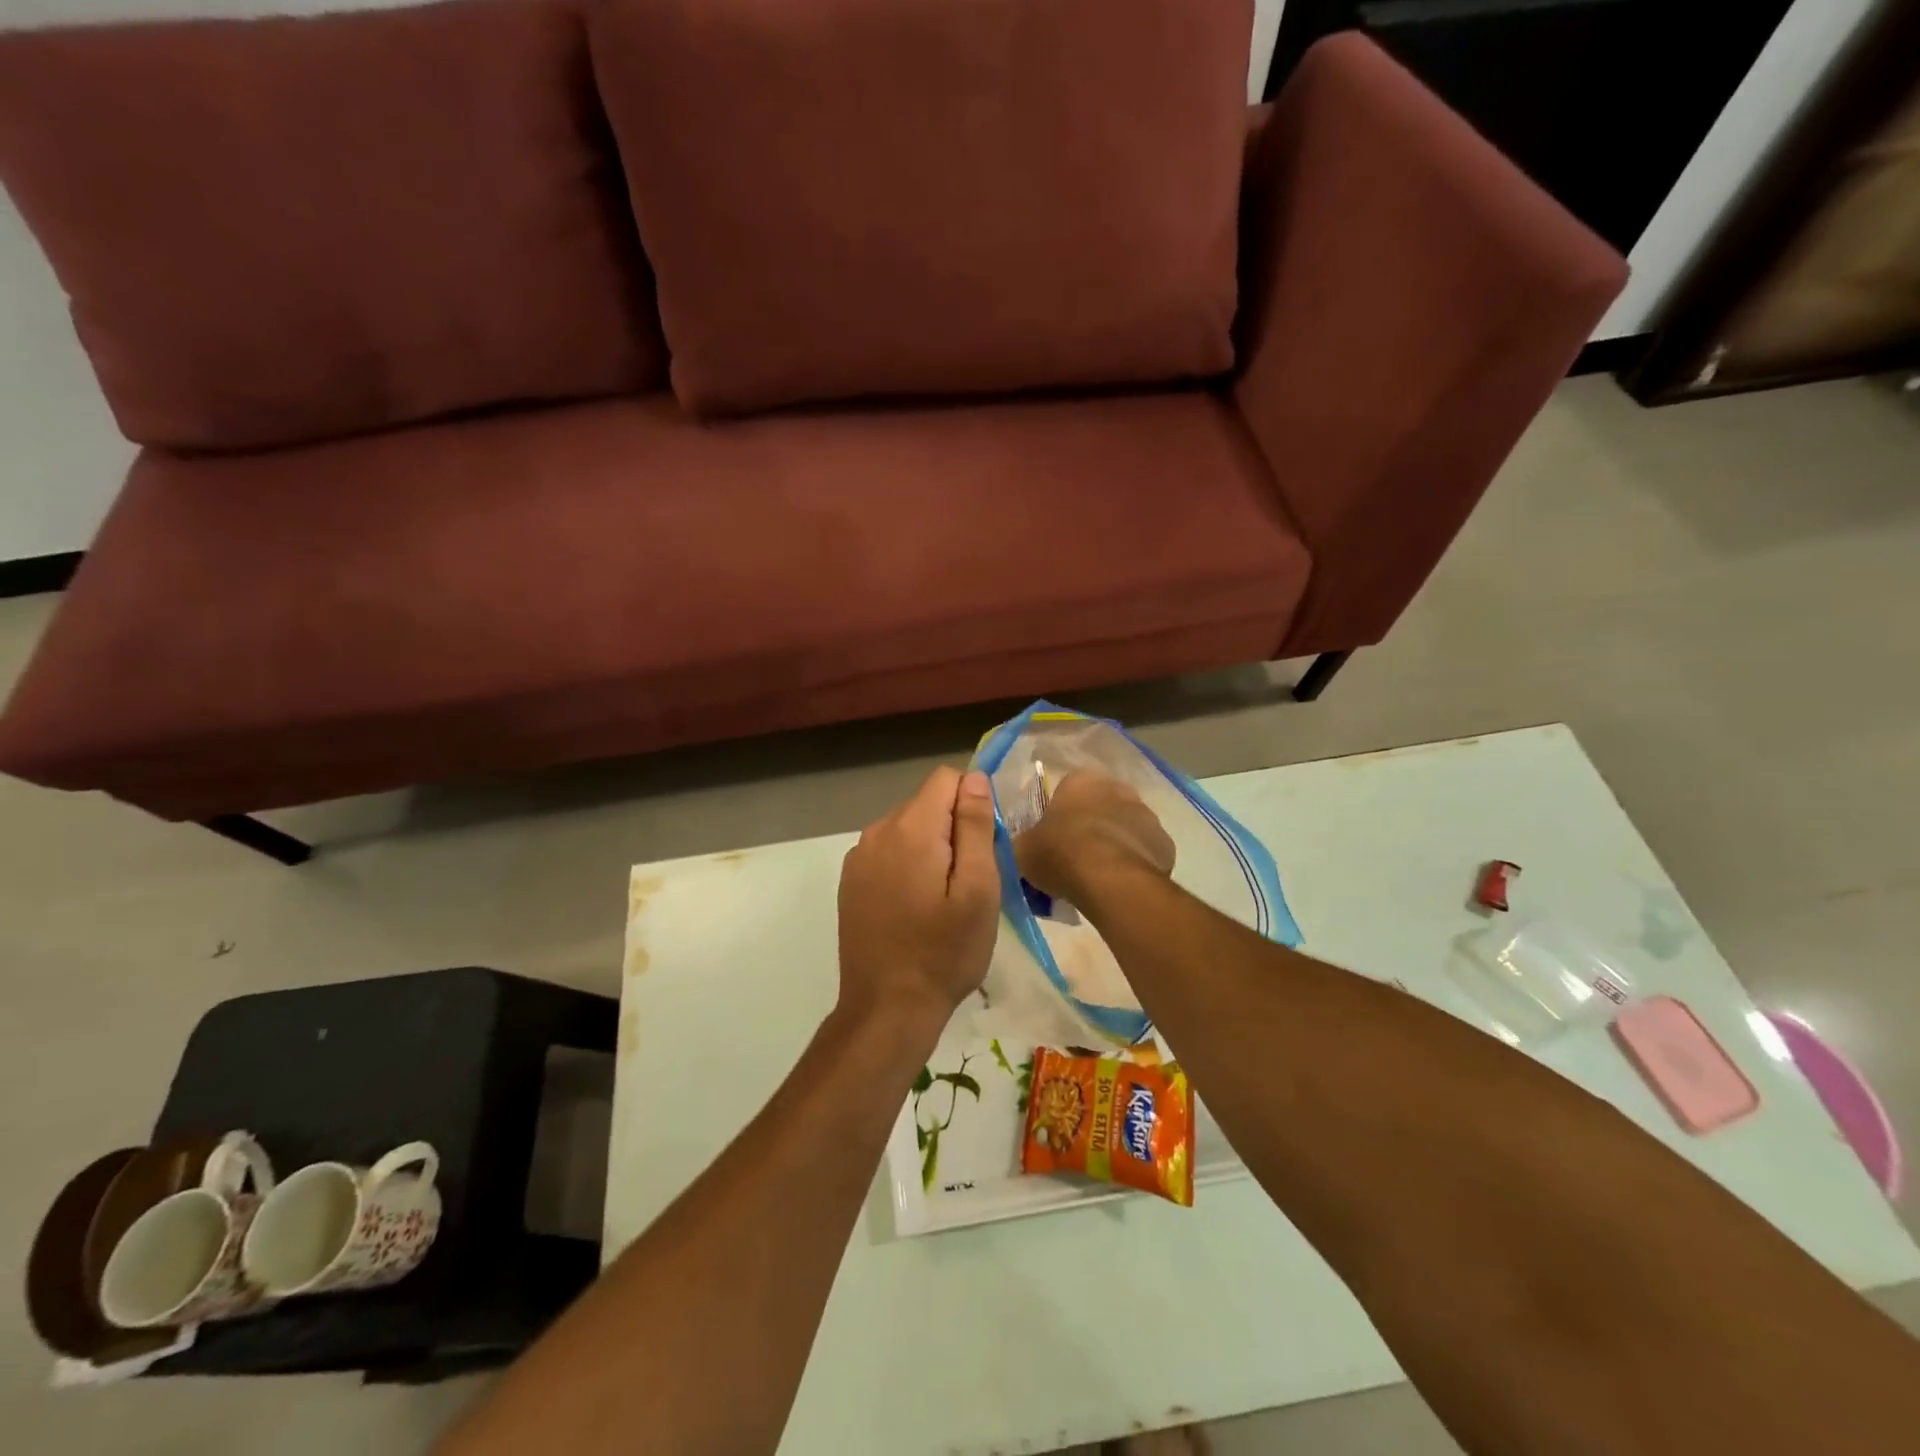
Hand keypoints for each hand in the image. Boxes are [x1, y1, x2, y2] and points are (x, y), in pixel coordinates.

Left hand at [837, 766, 1000, 1036]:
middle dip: (953, 828)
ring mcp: (858, 857)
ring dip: (930, 848)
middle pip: (926, 803)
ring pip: (907, 828)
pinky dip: (907, 866)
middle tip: (969, 881)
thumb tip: (974, 777)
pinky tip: (915, 907)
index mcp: (910, 828)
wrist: (886, 1009)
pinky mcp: (850, 881)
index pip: (947, 779)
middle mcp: (877, 831)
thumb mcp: (978, 890)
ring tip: (943, 899)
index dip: (973, 803)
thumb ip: (975, 826)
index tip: (984, 846)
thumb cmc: (944, 952)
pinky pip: (888, 852)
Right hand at [1014, 771, 1174, 902]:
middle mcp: (1118, 789)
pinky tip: (1121, 884)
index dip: (1061, 816)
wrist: (1109, 879)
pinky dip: (1135, 863)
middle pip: (1101, 806)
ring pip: (1127, 828)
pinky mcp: (1166, 843)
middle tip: (1077, 856)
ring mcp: (1147, 815)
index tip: (1054, 839)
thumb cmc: (1060, 853)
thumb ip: (1024, 843)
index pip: (1068, 791)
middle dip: (1092, 826)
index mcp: (1081, 781)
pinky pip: (1145, 852)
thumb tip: (1023, 847)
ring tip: (1100, 876)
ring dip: (1116, 843)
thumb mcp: (1023, 850)